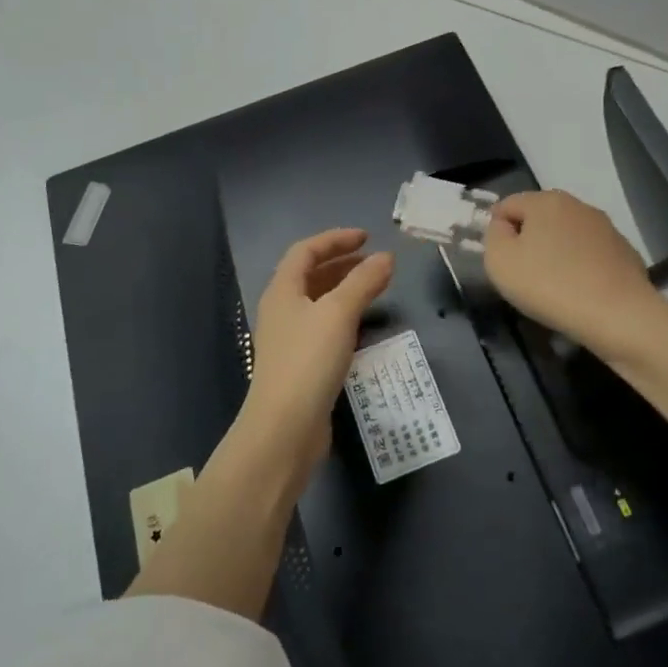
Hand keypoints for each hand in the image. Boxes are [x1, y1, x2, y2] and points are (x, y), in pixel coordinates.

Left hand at [243, 228, 393, 469]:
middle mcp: (281, 311)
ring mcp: (289, 339)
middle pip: (310, 276)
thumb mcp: (339, 314)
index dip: (335, 240)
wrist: (284, 429)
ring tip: (375, 287)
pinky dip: (344, 316)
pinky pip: (323, 327)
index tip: (367, 237)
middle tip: (374, 261)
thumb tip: (386, 257)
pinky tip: (363, 325)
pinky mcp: (300, 365)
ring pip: (318, 302)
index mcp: (282, 291)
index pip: (306, 251)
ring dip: (345, 289)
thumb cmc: (308, 361)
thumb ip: (363, 282)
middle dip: (342, 264)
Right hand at [484, 191, 662, 358]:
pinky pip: (590, 255)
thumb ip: (493, 236)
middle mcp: (577, 205)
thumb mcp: (500, 261)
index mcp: (545, 200)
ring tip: (554, 288)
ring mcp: (605, 227)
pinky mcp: (624, 251)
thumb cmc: (550, 285)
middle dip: (528, 242)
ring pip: (566, 236)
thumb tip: (504, 227)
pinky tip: (581, 293)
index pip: (507, 205)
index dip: (497, 232)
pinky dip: (581, 268)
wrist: (619, 316)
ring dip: (555, 254)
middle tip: (525, 277)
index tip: (503, 263)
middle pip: (539, 218)